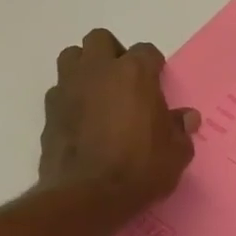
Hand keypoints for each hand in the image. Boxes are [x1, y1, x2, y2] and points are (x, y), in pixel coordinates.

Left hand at [38, 29, 199, 213]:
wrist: (88, 196)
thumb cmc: (141, 168)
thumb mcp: (176, 152)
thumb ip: (180, 129)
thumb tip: (186, 118)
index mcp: (135, 73)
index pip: (146, 51)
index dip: (153, 66)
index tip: (158, 84)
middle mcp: (99, 71)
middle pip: (100, 40)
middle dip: (112, 53)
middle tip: (125, 80)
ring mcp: (69, 89)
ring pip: (72, 57)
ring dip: (85, 68)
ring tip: (100, 93)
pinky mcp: (49, 112)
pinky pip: (60, 91)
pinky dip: (71, 98)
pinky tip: (83, 120)